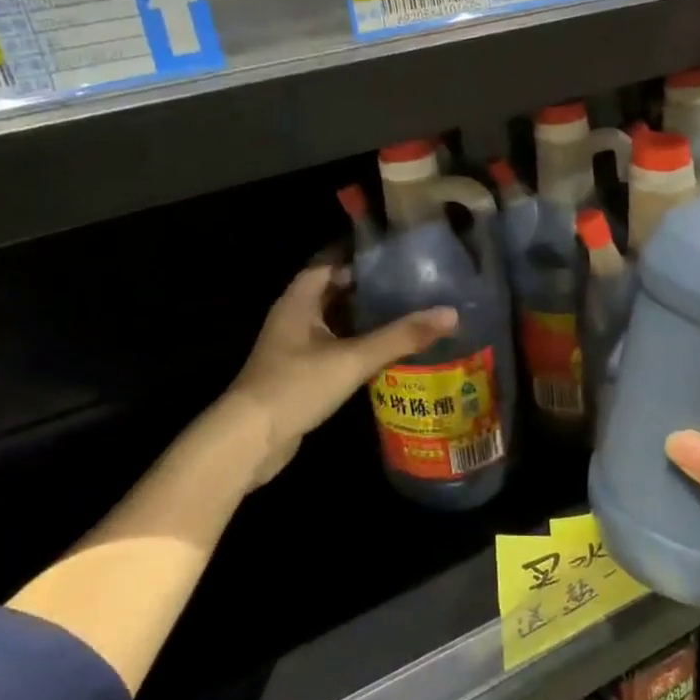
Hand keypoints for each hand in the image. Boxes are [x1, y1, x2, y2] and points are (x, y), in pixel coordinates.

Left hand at [223, 265, 457, 489]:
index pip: (329, 265)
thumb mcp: (353, 359)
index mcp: (298, 302)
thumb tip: (450, 314)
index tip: (394, 258)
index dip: (358, 259)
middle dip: (366, 290)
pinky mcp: (297, 375)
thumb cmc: (296, 386)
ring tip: (403, 316)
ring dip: (362, 320)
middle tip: (408, 287)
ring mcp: (293, 349)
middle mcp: (293, 318)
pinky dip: (354, 347)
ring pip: (333, 324)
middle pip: (332, 293)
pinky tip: (382, 354)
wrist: (249, 441)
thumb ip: (400, 337)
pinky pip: (331, 350)